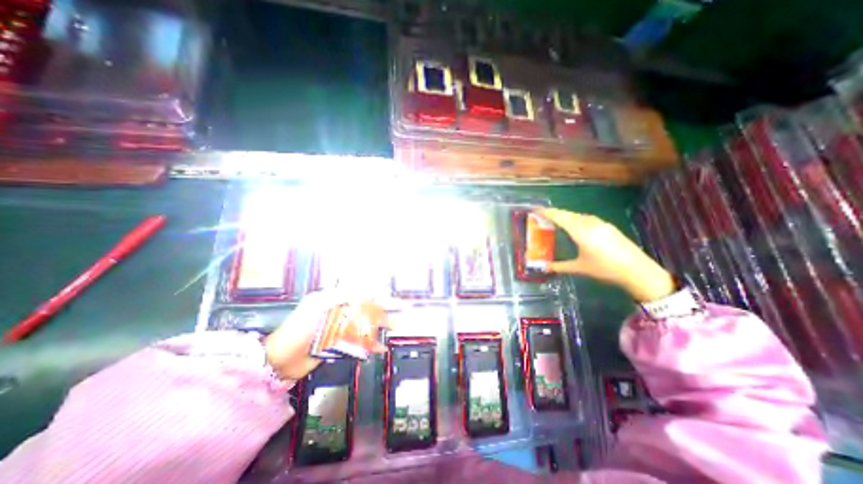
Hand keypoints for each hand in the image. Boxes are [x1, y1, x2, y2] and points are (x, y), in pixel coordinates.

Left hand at [262, 291, 393, 380]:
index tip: (386, 297)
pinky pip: (356, 342)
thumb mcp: (317, 307)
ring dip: (377, 328)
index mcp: (331, 300)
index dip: (372, 295)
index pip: (356, 294)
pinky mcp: (336, 345)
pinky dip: (367, 344)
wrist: (280, 360)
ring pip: (361, 326)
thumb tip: (361, 289)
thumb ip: (339, 297)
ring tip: (391, 330)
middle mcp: (336, 313)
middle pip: (362, 310)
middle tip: (392, 316)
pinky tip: (378, 348)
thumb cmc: (298, 329)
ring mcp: (337, 330)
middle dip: (378, 313)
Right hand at [537, 209, 673, 302]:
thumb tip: (544, 268)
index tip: (534, 210)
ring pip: (577, 215)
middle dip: (553, 213)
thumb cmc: (605, 269)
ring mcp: (600, 223)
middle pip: (567, 214)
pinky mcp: (607, 226)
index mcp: (580, 231)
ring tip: (555, 220)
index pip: (559, 217)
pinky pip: (585, 218)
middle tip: (541, 216)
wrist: (638, 271)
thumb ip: (560, 266)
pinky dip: (575, 219)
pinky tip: (574, 226)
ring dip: (565, 216)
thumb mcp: (579, 268)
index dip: (545, 212)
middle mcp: (589, 223)